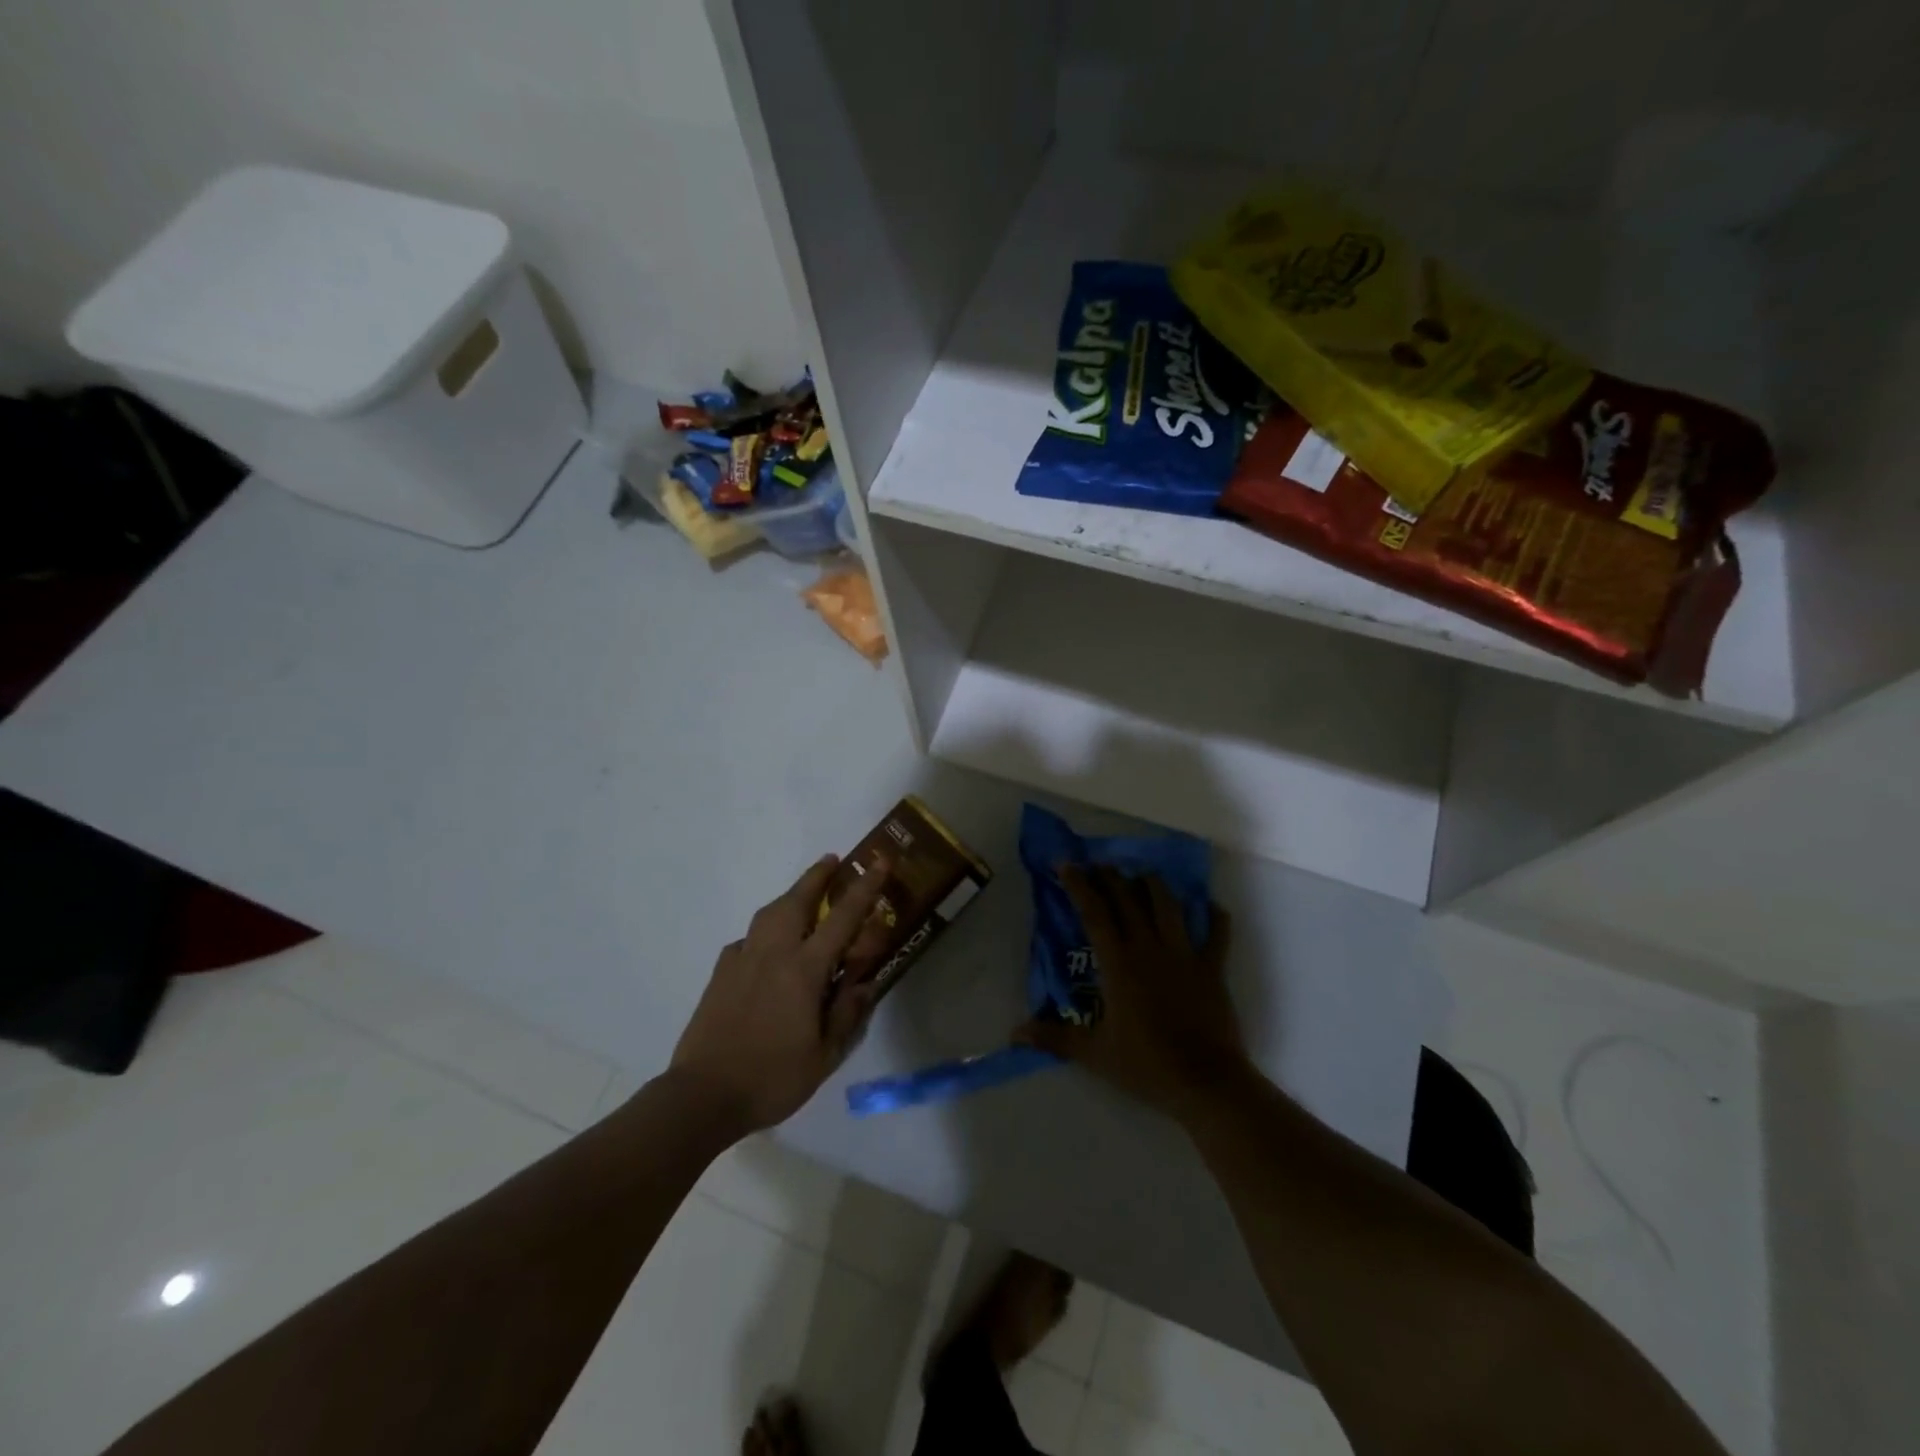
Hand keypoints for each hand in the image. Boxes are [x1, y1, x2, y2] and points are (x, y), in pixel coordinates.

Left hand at [671, 854, 891, 1133]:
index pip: (842, 919)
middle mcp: (773, 954)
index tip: (879, 863)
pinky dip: (765, 930)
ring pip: (769, 913)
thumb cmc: (771, 1078)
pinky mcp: (721, 973)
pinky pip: (748, 938)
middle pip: (797, 900)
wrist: (702, 1095)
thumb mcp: (824, 1055)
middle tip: (833, 860)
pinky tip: (768, 946)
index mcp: (803, 970)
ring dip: (790, 895)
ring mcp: (742, 960)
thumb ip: (846, 1014)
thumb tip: (864, 983)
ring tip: (803, 894)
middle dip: (817, 876)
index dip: (864, 888)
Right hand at [1017, 866, 1245, 1122]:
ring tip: (1144, 875)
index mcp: (1119, 963)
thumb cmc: (1147, 1065)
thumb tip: (1015, 1033)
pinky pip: (1217, 934)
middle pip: (1128, 900)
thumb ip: (1055, 1038)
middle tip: (1100, 864)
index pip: (1094, 913)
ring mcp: (1185, 955)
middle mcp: (1150, 948)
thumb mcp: (1094, 1054)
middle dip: (1112, 877)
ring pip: (1169, 906)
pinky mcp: (1213, 968)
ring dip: (1154, 886)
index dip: (1079, 886)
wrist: (1206, 1081)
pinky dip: (1214, 917)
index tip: (1066, 864)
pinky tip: (1210, 906)